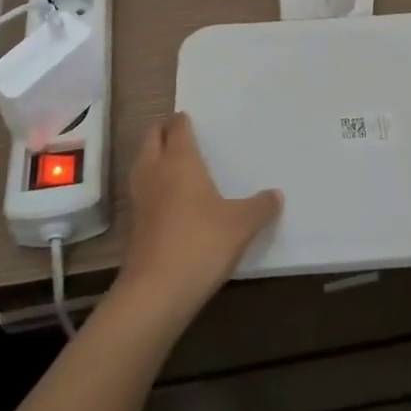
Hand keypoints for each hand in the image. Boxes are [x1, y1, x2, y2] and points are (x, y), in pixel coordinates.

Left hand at [116, 113, 281, 328]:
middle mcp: (155, 171)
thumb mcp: (241, 225)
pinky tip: (168, 200)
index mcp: (180, 160)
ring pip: (142, 163)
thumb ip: (260, 207)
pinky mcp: (133, 224)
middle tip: (182, 134)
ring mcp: (140, 197)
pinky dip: (152, 185)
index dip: (183, 120)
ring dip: (154, 157)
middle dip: (164, 132)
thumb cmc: (201, 243)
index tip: (192, 118)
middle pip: (152, 138)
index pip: (177, 127)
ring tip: (174, 163)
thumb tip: (277, 194)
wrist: (156, 291)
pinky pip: (141, 190)